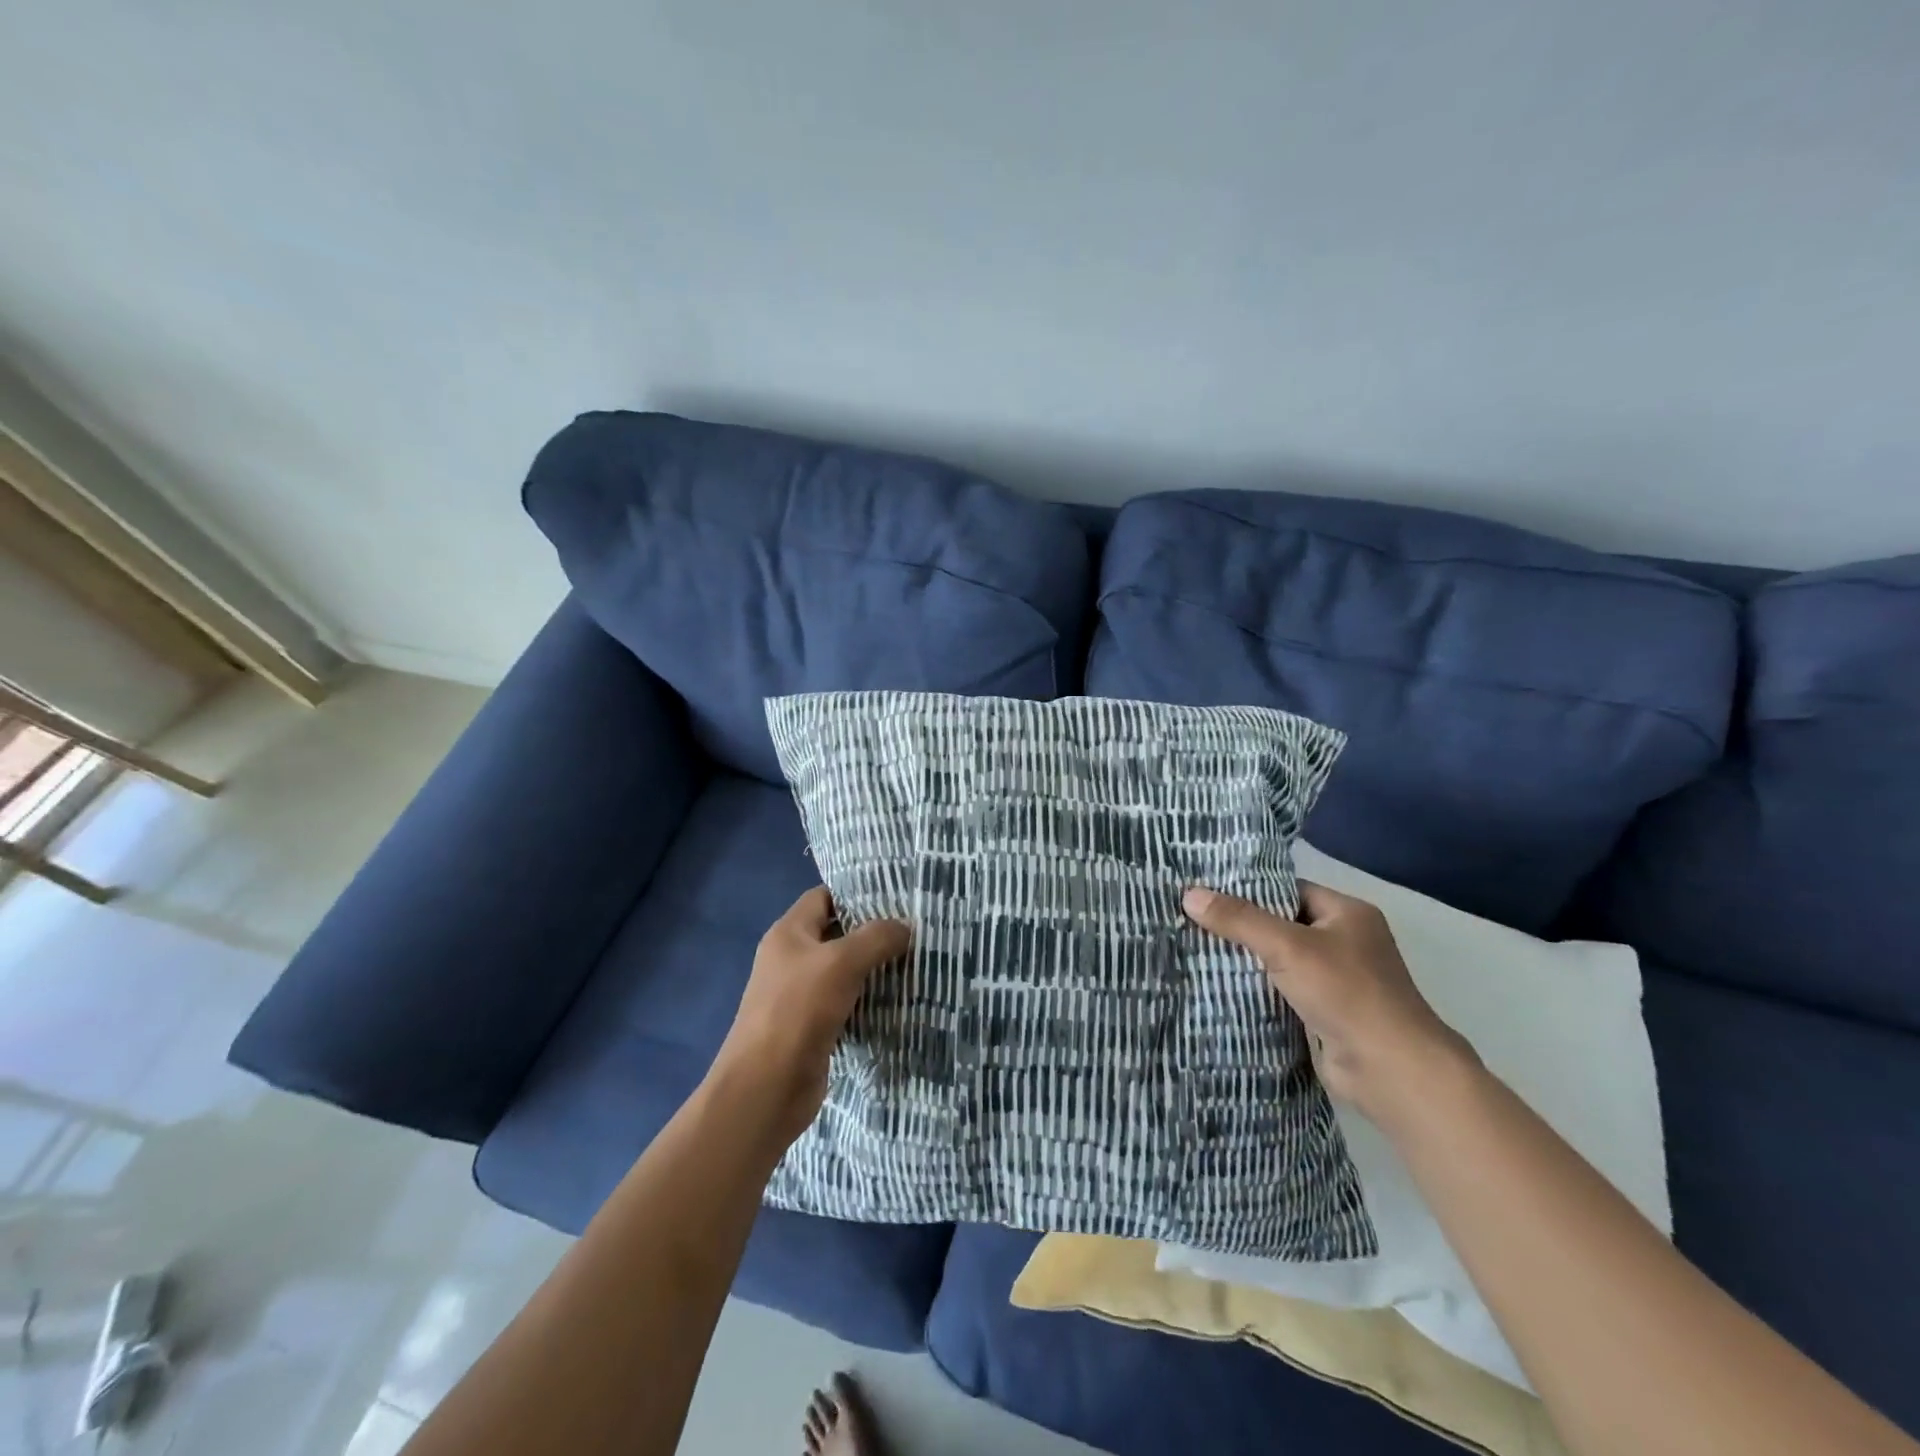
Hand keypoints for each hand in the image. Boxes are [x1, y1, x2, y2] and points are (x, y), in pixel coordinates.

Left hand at [708, 887, 910, 1147]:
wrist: (766, 1088)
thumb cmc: (798, 1012)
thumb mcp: (841, 963)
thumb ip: (876, 938)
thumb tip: (905, 927)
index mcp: (788, 933)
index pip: (824, 897)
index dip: (856, 894)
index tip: (896, 896)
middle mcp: (791, 959)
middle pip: (837, 934)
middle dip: (873, 932)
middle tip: (915, 929)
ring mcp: (800, 996)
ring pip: (844, 971)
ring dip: (875, 969)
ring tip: (916, 961)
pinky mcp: (812, 1028)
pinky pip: (846, 1004)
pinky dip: (869, 1001)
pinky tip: (900, 1000)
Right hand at [1182, 880, 1473, 1128]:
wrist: (1390, 1070)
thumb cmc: (1346, 993)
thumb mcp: (1287, 946)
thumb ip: (1238, 919)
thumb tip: (1189, 894)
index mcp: (1347, 914)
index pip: (1288, 890)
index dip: (1248, 890)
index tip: (1205, 890)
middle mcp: (1345, 942)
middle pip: (1281, 925)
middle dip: (1241, 926)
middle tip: (1191, 919)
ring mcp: (1337, 981)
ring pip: (1279, 961)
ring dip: (1246, 961)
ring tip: (1194, 949)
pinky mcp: (1324, 1014)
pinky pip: (1282, 991)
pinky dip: (1256, 990)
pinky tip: (1219, 986)